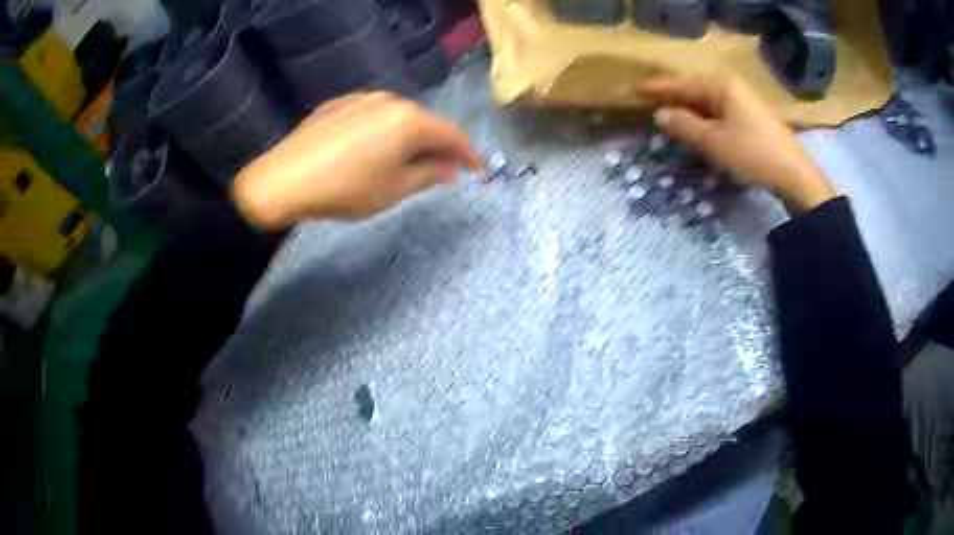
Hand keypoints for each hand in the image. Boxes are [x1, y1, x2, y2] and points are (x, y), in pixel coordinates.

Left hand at [232, 92, 481, 228]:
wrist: (283, 179)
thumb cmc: (345, 189)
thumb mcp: (393, 190)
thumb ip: (429, 175)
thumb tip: (450, 168)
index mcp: (409, 120)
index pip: (451, 134)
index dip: (468, 153)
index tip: (477, 170)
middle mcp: (389, 100)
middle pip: (425, 122)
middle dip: (438, 145)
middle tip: (442, 169)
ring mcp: (362, 98)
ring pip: (398, 116)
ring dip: (410, 137)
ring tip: (406, 160)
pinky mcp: (339, 103)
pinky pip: (373, 115)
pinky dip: (383, 130)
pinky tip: (371, 149)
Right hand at [638, 75, 835, 212]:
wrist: (794, 174)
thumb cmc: (753, 154)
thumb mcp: (714, 142)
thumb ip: (684, 125)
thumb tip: (660, 114)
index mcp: (720, 86)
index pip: (681, 84)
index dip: (657, 89)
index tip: (634, 91)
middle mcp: (731, 87)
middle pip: (694, 89)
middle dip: (672, 98)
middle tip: (648, 104)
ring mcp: (743, 101)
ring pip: (707, 101)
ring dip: (688, 109)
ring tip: (669, 117)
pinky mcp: (751, 116)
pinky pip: (719, 111)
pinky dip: (705, 118)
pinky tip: (698, 128)